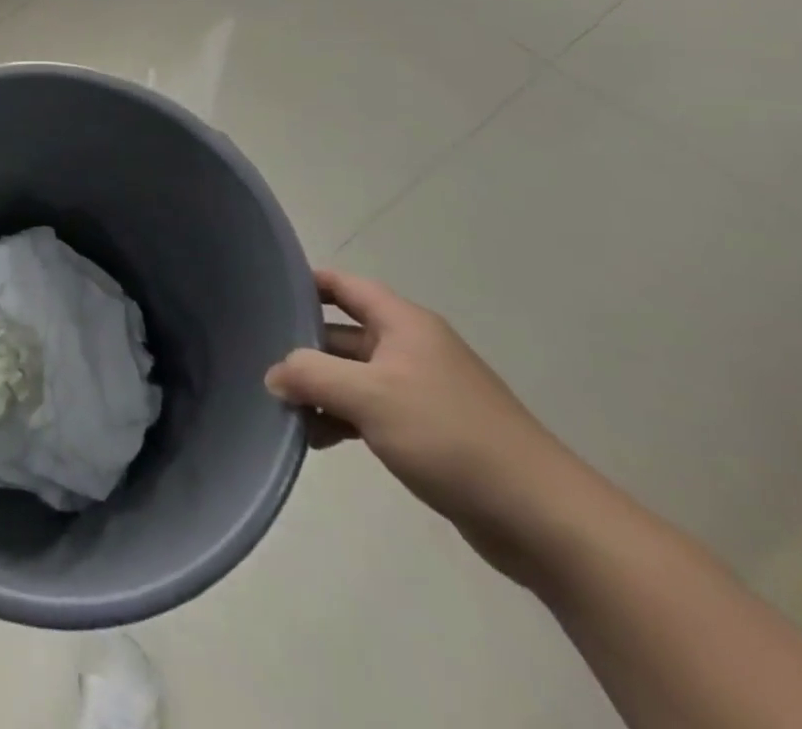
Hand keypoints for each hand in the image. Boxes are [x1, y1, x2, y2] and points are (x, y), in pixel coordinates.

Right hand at [265, 269, 587, 583]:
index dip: (305, 283)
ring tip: (283, 411)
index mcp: (403, 323)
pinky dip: (341, 418)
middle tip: (259, 364)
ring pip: (353, 376)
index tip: (264, 294)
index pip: (343, 286)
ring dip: (319, 390)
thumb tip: (274, 375)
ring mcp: (420, 390)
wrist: (542, 517)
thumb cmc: (449, 435)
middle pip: (342, 333)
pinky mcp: (428, 431)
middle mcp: (411, 347)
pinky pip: (370, 411)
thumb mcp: (368, 397)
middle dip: (303, 349)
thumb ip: (311, 375)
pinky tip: (316, 439)